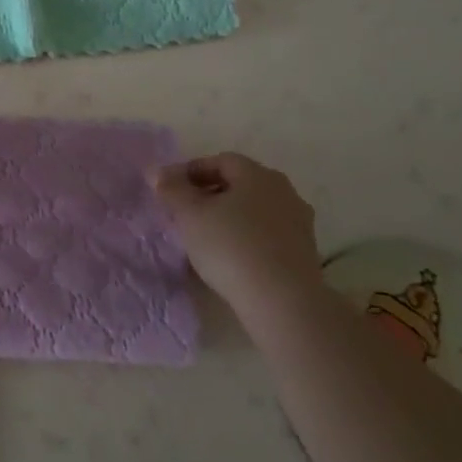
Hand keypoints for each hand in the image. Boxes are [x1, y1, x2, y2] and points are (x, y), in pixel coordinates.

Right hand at [151, 153, 321, 304]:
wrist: (282, 301)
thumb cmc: (230, 247)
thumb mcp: (189, 215)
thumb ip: (171, 189)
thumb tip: (156, 171)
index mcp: (257, 174)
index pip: (220, 160)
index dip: (191, 171)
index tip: (170, 190)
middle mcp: (283, 191)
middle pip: (240, 183)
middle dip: (210, 193)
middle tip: (185, 212)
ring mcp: (299, 221)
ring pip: (254, 209)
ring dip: (229, 216)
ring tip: (204, 236)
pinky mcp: (304, 251)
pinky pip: (266, 233)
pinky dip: (245, 236)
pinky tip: (229, 256)